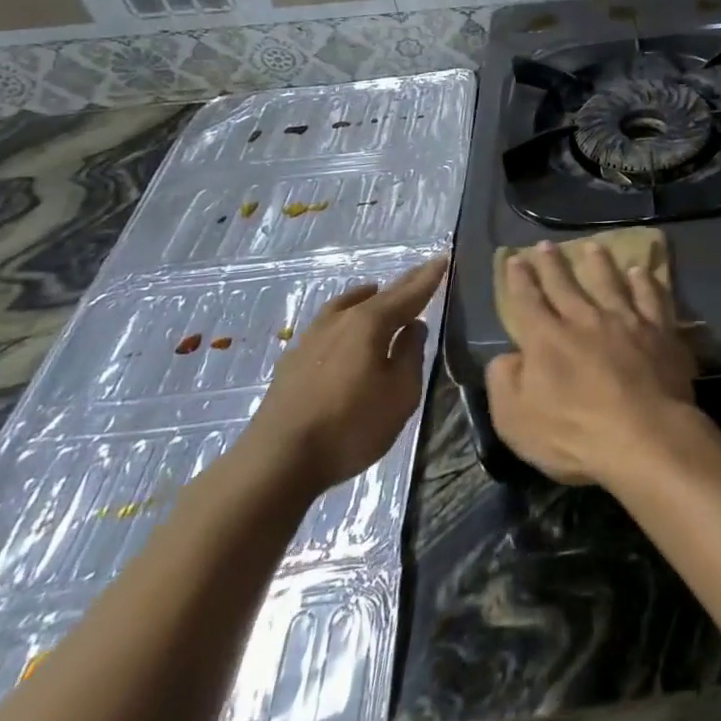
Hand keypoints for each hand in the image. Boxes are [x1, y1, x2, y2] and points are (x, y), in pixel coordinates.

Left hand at [241, 256, 446, 498]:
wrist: (277, 461)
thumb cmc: (350, 426)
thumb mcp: (400, 394)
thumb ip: (410, 356)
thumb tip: (414, 328)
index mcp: (371, 324)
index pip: (409, 294)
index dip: (428, 279)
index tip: (443, 259)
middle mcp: (341, 321)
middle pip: (379, 296)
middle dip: (404, 283)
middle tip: (423, 269)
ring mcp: (312, 338)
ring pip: (347, 306)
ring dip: (368, 296)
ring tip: (377, 290)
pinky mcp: (293, 360)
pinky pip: (328, 322)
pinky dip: (344, 314)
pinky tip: (342, 326)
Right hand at [485, 241, 700, 485]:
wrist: (644, 435)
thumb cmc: (574, 434)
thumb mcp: (516, 420)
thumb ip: (503, 383)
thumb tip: (506, 357)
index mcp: (546, 339)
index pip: (527, 301)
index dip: (519, 280)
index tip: (516, 259)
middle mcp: (584, 319)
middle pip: (565, 285)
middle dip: (552, 264)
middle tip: (546, 245)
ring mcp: (624, 321)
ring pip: (608, 282)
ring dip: (599, 263)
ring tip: (593, 247)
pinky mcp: (659, 330)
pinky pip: (650, 297)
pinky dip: (644, 283)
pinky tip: (641, 272)